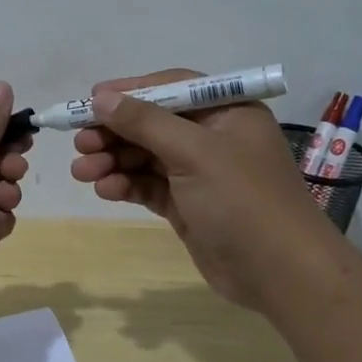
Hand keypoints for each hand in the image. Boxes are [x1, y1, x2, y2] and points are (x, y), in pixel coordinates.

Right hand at [69, 68, 340, 310]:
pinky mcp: (188, 205)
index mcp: (227, 111)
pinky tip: (104, 190)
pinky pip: (149, 186)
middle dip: (115, 132)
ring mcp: (200, 173)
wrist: (280, 273)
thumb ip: (145, 122)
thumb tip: (101, 98)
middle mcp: (213, 137)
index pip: (171, 87)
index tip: (91, 101)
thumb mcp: (194, 152)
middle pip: (153, 123)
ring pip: (146, 156)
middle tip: (80, 143)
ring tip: (82, 171)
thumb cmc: (242, 200)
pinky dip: (126, 185)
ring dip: (113, 161)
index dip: (130, 92)